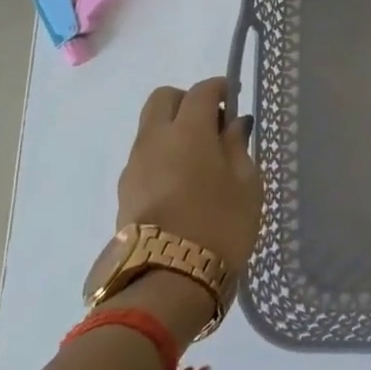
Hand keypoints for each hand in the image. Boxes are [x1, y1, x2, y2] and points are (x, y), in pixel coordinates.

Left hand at [118, 78, 262, 275]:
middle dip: (186, 101)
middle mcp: (155, 139)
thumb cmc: (220, 226)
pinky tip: (182, 182)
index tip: (234, 97)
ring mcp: (134, 165)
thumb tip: (234, 124)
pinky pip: (144, 156)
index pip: (201, 91)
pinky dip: (162, 155)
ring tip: (199, 159)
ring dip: (172, 129)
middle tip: (211, 124)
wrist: (168, 281)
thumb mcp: (246, 184)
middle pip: (163, 99)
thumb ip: (238, 146)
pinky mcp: (124, 191)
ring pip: (150, 128)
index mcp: (189, 130)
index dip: (219, 88)